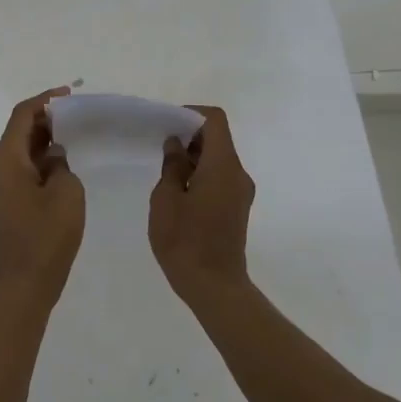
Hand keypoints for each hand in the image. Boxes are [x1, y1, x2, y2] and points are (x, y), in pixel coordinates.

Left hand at [0, 87, 84, 310]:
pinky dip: (43, 161)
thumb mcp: (66, 193)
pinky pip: (24, 170)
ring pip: (22, 152)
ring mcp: (1, 187)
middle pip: (19, 131)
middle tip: (77, 116)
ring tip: (76, 136)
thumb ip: (62, 165)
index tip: (69, 95)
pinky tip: (66, 166)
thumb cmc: (46, 236)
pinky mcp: (8, 203)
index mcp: (6, 159)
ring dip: (46, 141)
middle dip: (46, 119)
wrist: (24, 284)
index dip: (45, 100)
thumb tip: (55, 157)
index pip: (22, 115)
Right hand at [148, 105, 255, 303]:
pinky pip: (220, 177)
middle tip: (160, 145)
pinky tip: (178, 191)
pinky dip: (201, 173)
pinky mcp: (237, 208)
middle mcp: (238, 173)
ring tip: (165, 170)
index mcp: (223, 166)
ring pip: (219, 159)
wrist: (214, 287)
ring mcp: (241, 192)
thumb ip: (172, 167)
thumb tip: (177, 145)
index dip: (190, 114)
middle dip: (190, 136)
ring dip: (194, 157)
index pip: (215, 121)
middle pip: (218, 139)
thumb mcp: (166, 200)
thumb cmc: (185, 241)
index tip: (167, 124)